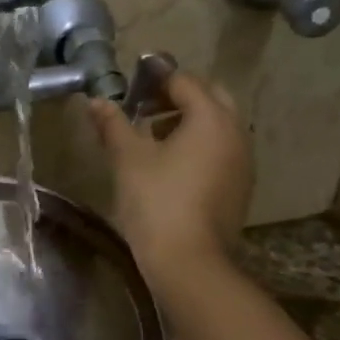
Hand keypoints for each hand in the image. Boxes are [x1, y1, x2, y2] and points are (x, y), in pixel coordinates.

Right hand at [86, 71, 251, 281]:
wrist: (189, 262)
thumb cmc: (156, 202)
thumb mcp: (128, 159)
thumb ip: (113, 124)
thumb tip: (96, 100)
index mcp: (211, 117)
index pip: (185, 81)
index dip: (157, 78)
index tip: (133, 83)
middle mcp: (235, 132)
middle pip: (211, 97)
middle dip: (179, 96)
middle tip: (146, 108)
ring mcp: (243, 162)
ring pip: (219, 126)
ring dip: (190, 122)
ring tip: (154, 139)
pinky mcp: (241, 187)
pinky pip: (222, 151)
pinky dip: (201, 146)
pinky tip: (173, 167)